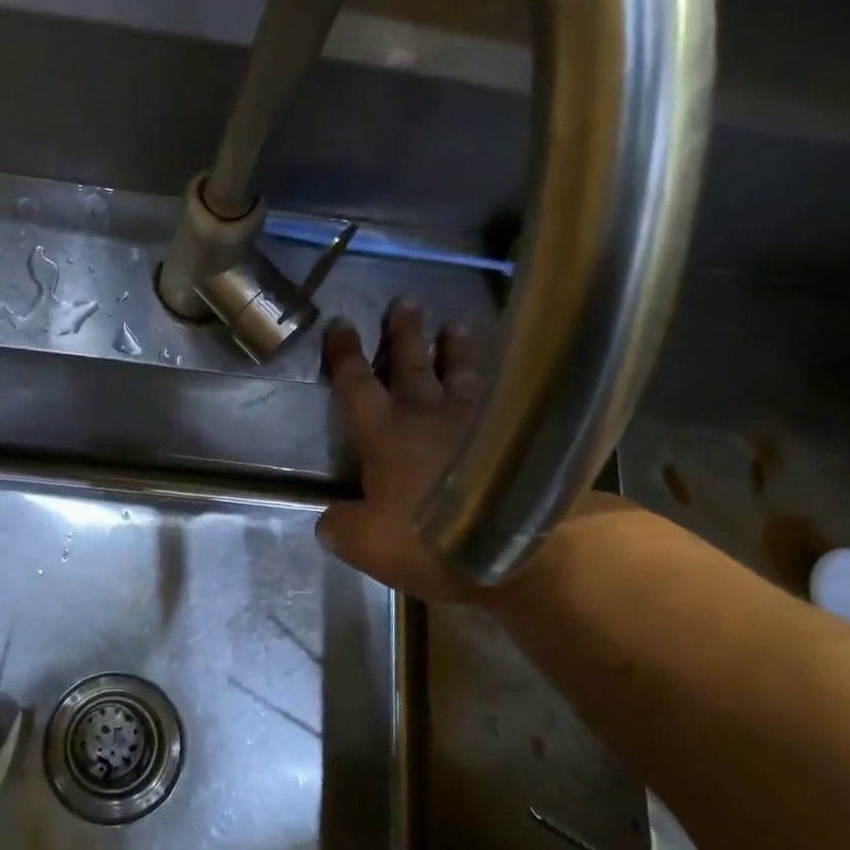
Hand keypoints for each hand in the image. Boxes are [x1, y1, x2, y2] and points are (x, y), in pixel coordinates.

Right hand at [317, 300, 488, 604]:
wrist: (519, 546)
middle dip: (404, 333)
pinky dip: (503, 375)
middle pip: (412, 364)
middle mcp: (428, 415)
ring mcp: (477, 418)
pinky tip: (510, 369)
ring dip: (456, 347)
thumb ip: (341, 527)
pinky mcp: (518, 432)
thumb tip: (330, 518)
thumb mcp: (368, 545)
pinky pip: (505, 391)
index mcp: (385, 436)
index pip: (357, 386)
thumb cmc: (432, 540)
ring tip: (456, 325)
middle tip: (404, 302)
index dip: (345, 355)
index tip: (340, 324)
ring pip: (463, 370)